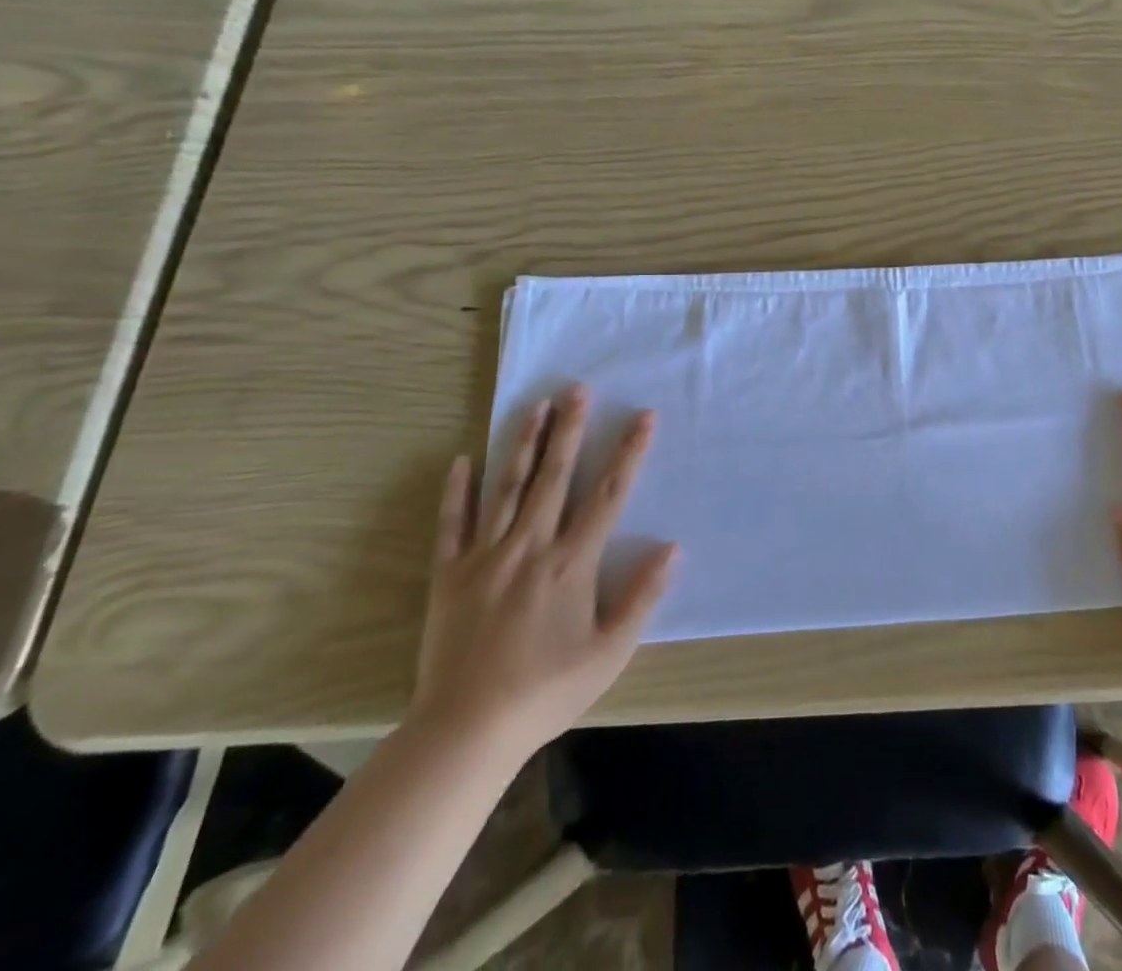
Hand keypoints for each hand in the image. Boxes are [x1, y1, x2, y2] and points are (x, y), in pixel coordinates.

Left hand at [411, 386, 677, 760]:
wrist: (465, 731)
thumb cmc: (547, 691)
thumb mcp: (610, 652)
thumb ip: (642, 597)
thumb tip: (672, 547)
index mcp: (571, 563)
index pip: (608, 495)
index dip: (628, 452)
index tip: (643, 417)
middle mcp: (530, 546)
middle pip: (554, 476)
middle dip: (569, 429)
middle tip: (576, 389)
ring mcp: (486, 557)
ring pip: (507, 487)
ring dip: (522, 443)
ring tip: (534, 406)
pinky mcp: (449, 575)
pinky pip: (452, 524)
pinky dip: (457, 491)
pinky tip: (462, 460)